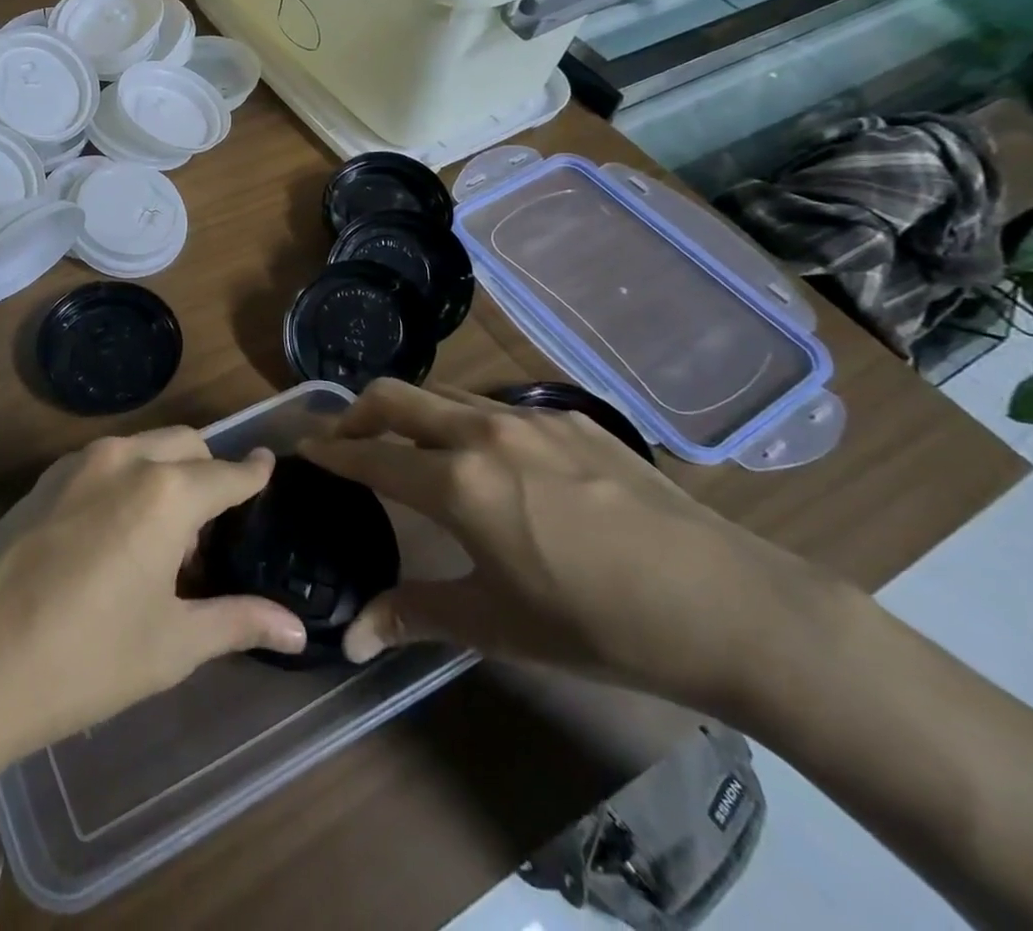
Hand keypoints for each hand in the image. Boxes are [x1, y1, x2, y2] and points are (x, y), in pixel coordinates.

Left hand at [0, 429, 306, 757]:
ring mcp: (77, 463)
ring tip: (158, 539)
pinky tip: (110, 535)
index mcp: (166, 492)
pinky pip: (103, 463)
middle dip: (208, 471)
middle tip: (210, 527)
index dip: (254, 473)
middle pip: (186, 445)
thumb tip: (295, 629)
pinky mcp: (43, 479)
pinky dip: (125, 479)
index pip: (227, 473)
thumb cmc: (86, 658)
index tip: (268, 467)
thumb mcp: (171, 644)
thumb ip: (237, 621)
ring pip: (142, 447)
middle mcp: (125, 459)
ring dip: (164, 474)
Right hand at [304, 379, 844, 713]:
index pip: (370, 456)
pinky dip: (462, 418)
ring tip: (407, 445)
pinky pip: (492, 405)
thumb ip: (415, 616)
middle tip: (341, 438)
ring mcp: (529, 418)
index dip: (329, 453)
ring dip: (408, 411)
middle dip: (354, 412)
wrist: (730, 604)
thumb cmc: (599, 624)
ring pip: (442, 393)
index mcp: (458, 483)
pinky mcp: (570, 418)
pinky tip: (487, 457)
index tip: (302, 448)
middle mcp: (482, 432)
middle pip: (394, 396)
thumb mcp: (497, 626)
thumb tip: (351, 639)